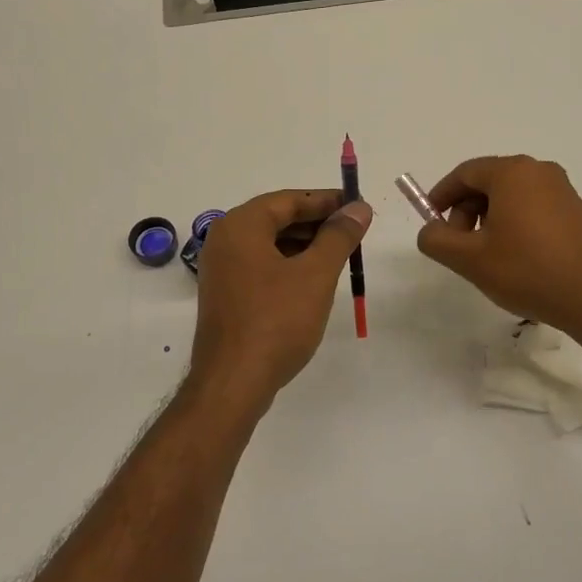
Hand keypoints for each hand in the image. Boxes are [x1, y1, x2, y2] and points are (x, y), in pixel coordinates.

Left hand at [190, 188, 373, 403]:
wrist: (234, 382)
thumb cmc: (276, 321)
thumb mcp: (316, 274)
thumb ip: (339, 236)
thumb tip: (358, 207)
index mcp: (241, 226)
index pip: (289, 200)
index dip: (327, 200)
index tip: (358, 205)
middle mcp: (225, 240)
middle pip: (277, 219)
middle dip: (317, 223)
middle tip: (355, 231)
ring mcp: (222, 270)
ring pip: (270, 244)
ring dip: (306, 245)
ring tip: (341, 255)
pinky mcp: (227, 295)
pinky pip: (262, 266)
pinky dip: (289, 265)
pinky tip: (315, 280)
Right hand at [418, 155, 581, 342]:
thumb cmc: (526, 271)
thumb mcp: (468, 258)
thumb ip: (436, 239)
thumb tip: (431, 230)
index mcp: (512, 173)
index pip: (464, 173)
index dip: (441, 196)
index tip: (431, 222)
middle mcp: (539, 171)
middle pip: (487, 182)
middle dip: (465, 211)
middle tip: (459, 246)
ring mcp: (561, 189)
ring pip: (509, 195)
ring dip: (488, 219)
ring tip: (485, 256)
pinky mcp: (574, 210)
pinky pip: (531, 206)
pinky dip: (512, 223)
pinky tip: (513, 256)